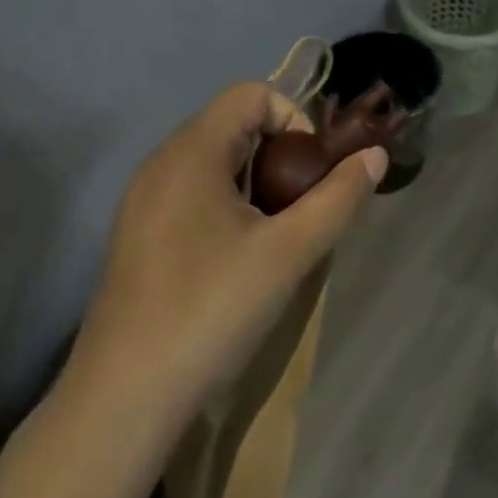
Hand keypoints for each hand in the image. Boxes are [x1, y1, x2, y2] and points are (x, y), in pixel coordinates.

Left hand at [70, 82, 385, 417]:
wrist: (122, 403)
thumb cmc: (210, 311)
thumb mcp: (289, 253)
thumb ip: (338, 198)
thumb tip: (375, 156)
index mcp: (191, 152)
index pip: (252, 94)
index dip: (295, 119)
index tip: (312, 173)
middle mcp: (161, 163)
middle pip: (235, 125)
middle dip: (281, 155)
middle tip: (302, 208)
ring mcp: (143, 201)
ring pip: (216, 162)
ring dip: (258, 183)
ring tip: (278, 235)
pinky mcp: (138, 236)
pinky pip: (194, 193)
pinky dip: (229, 205)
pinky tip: (240, 259)